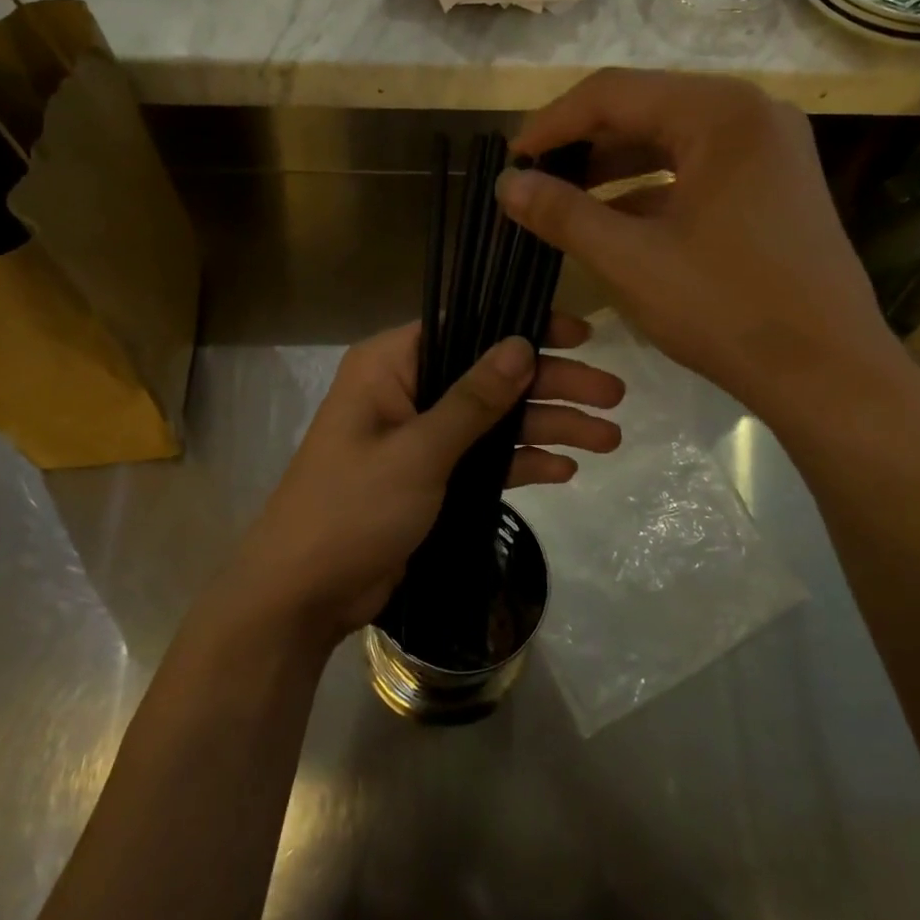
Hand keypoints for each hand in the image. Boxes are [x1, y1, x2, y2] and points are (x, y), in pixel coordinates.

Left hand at [222, 314, 623, 648]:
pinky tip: (566, 470)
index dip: (524, 326)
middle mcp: (406, 391)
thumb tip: (522, 343)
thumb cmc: (352, 508)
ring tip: (610, 438)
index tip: (580, 334)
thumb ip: (473, 400)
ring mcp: (420, 437)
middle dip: (552, 385)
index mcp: (389, 366)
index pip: (466, 326)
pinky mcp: (431, 478)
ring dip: (548, 426)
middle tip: (614, 395)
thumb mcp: (418, 451)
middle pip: (491, 376)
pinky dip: (521, 462)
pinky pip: (484, 459)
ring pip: (495, 420)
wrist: (304, 593)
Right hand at [497, 69, 913, 428]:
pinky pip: (697, 170)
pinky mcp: (774, 185)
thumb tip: (506, 185)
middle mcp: (751, 113)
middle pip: (644, 109)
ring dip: (612, 168)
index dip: (550, 125)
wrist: (826, 371)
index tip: (509, 163)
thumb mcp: (629, 260)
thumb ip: (562, 214)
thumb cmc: (725, 308)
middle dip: (581, 145)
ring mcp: (769, 150)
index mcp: (720, 113)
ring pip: (670, 141)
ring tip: (562, 200)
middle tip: (532, 182)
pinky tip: (614, 221)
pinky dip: (650, 190)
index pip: (612, 93)